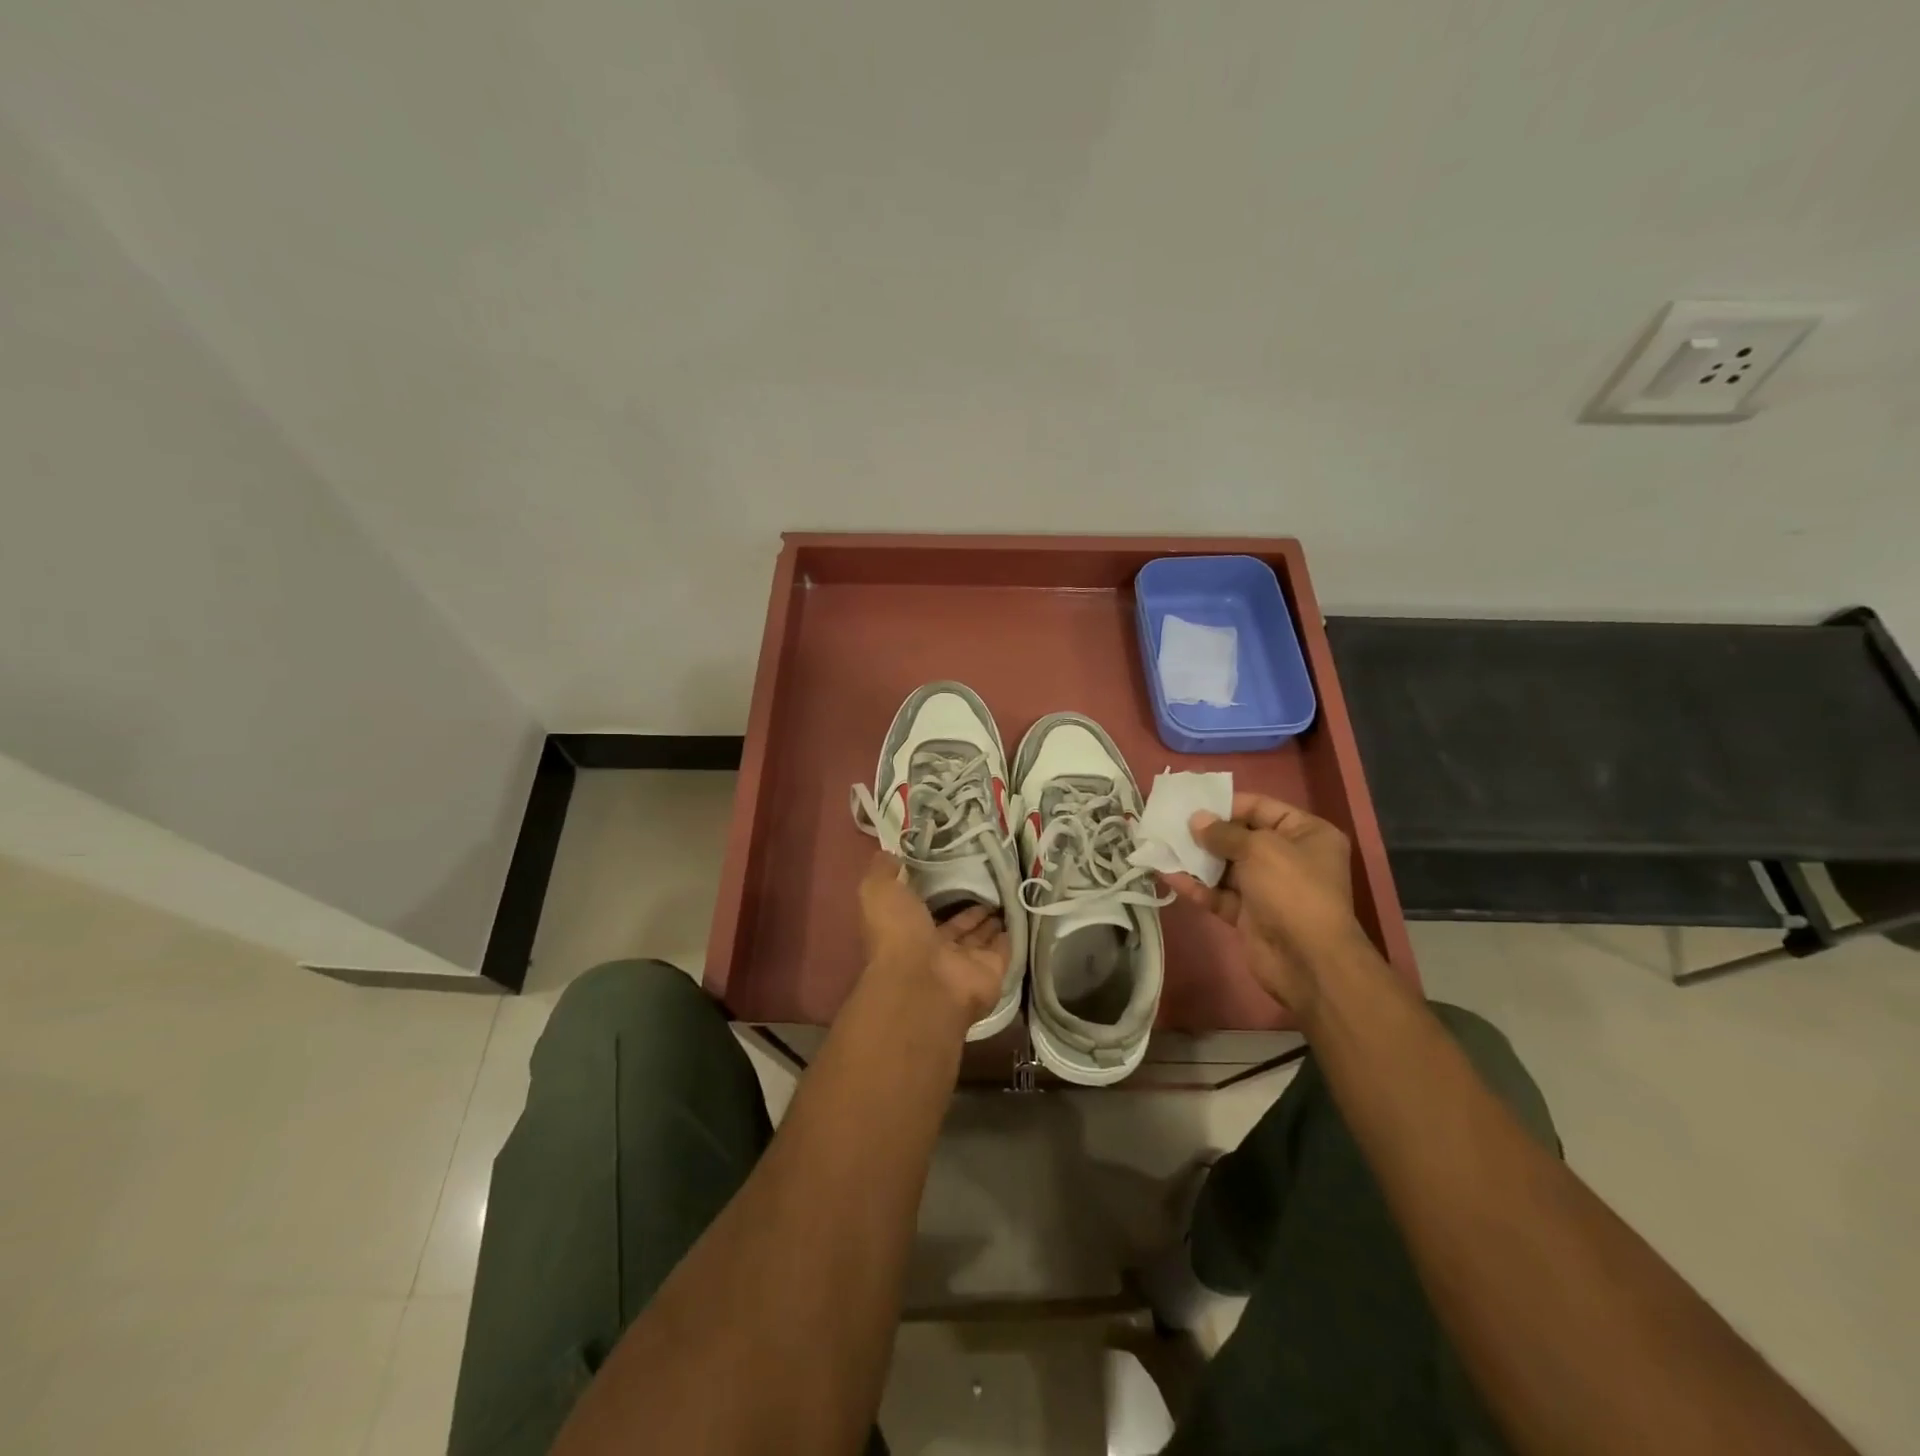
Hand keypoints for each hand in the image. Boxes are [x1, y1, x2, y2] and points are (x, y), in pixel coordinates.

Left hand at [856, 852, 1008, 1031]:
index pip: (924, 910)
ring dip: (991, 920)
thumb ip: (882, 872)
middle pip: (956, 925)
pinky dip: (1011, 934)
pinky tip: (1019, 913)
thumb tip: (889, 854)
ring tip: (1006, 893)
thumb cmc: (898, 936)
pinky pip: (1004, 949)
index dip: (936, 892)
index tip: (951, 869)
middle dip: (969, 908)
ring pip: (980, 937)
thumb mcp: (878, 892)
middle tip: (988, 882)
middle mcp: (936, 949)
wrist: (924, 984)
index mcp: (908, 931)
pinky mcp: (992, 971)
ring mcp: (965, 963)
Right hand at [1161, 793, 1370, 1021]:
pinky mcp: (1250, 914)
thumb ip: (1224, 833)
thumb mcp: (1260, 849)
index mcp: (1306, 834)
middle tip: (1170, 823)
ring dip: (1196, 858)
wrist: (1307, 960)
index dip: (1227, 804)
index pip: (1262, 808)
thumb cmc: (1292, 890)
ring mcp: (1269, 888)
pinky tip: (1167, 875)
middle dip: (1206, 832)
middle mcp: (1290, 858)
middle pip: (1241, 837)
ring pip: (1226, 867)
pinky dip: (1196, 885)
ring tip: (1161, 845)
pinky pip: (1219, 894)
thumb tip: (1196, 820)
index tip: (1192, 803)